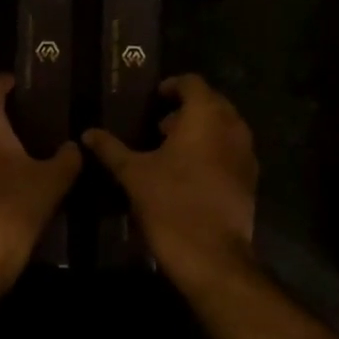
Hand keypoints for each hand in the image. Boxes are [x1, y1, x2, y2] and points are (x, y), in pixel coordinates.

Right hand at [83, 74, 257, 289]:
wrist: (210, 255)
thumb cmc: (169, 204)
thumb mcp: (133, 174)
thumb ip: (111, 149)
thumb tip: (87, 133)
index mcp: (205, 117)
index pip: (193, 83)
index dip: (173, 86)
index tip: (155, 98)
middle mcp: (232, 128)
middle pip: (213, 103)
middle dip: (188, 108)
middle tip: (160, 125)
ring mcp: (246, 154)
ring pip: (225, 128)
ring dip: (202, 130)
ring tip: (173, 149)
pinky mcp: (250, 179)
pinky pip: (232, 151)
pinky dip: (214, 151)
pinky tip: (190, 173)